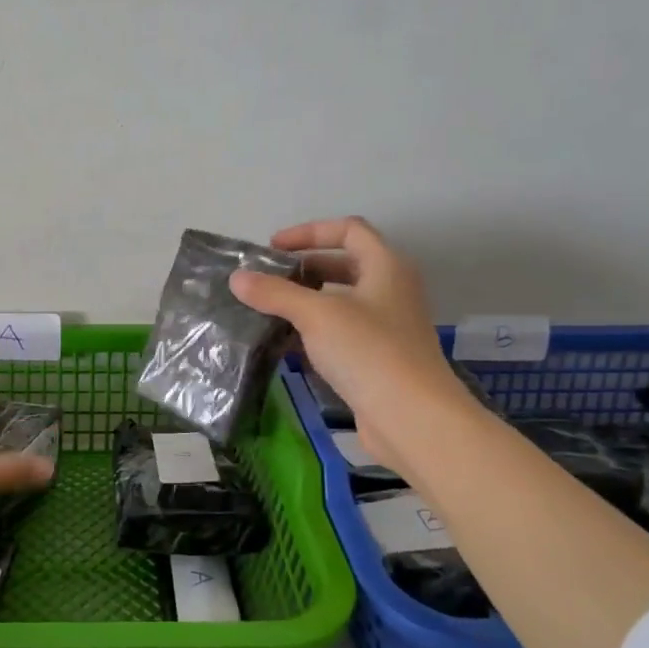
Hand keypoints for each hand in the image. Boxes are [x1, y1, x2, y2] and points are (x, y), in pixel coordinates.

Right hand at [230, 216, 458, 467]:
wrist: (412, 418)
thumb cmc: (368, 352)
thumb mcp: (316, 315)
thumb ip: (275, 293)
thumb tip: (237, 278)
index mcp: (386, 267)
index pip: (348, 229)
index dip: (309, 232)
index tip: (273, 248)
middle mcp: (391, 290)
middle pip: (344, 265)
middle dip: (304, 269)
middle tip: (267, 281)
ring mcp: (387, 327)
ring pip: (341, 303)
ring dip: (306, 303)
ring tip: (268, 312)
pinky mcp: (378, 359)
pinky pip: (341, 334)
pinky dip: (314, 333)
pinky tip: (286, 346)